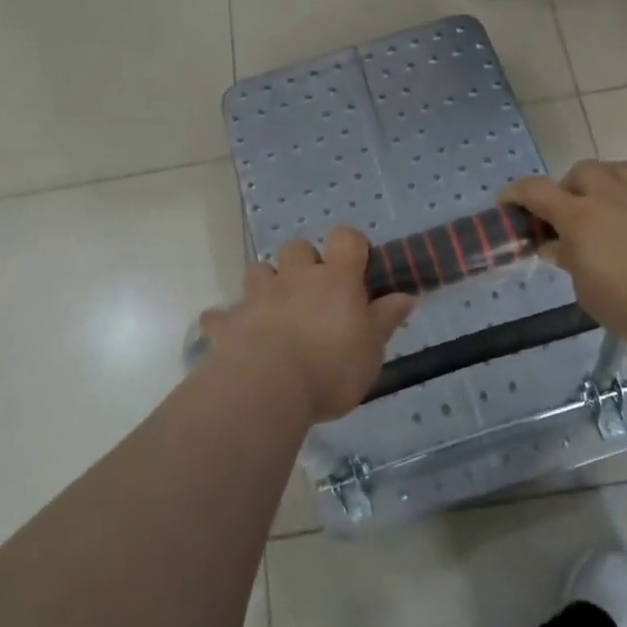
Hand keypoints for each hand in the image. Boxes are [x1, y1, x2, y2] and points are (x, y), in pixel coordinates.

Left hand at [199, 229, 412, 424]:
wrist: (268, 388)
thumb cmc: (332, 367)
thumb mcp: (372, 349)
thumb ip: (386, 319)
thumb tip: (405, 296)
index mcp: (335, 279)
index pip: (346, 237)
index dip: (352, 244)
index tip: (358, 266)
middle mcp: (296, 277)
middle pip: (297, 248)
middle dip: (303, 263)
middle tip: (314, 294)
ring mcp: (258, 296)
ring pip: (259, 271)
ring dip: (267, 284)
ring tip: (275, 311)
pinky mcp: (229, 322)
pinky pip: (221, 314)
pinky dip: (226, 321)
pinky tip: (232, 336)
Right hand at [502, 161, 626, 351]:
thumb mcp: (587, 291)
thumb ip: (570, 262)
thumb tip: (556, 246)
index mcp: (579, 215)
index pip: (536, 191)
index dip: (517, 193)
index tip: (508, 202)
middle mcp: (611, 193)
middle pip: (582, 171)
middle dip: (571, 186)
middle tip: (574, 212)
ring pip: (622, 168)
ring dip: (610, 181)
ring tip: (613, 203)